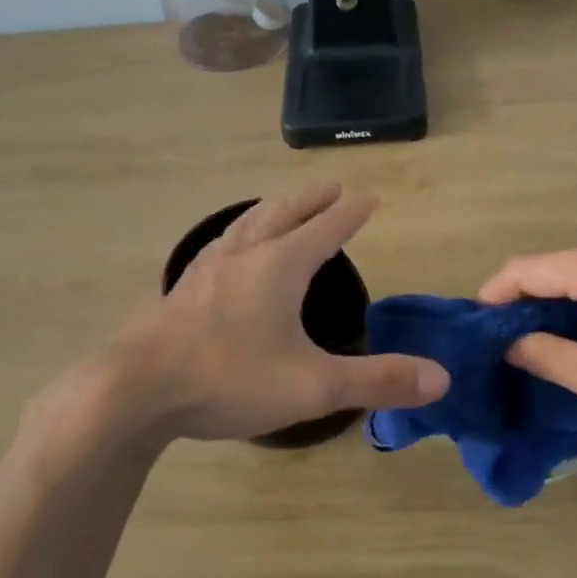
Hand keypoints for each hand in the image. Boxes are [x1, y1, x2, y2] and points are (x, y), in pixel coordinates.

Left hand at [94, 185, 448, 442]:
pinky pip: (222, 244)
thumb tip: (441, 378)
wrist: (134, 390)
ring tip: (285, 206)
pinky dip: (242, 233)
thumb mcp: (313, 386)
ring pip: (248, 223)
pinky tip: (232, 251)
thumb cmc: (228, 379)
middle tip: (332, 187)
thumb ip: (377, 380)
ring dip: (274, 209)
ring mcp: (208, 269)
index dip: (351, 212)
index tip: (368, 196)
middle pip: (284, 212)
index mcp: (279, 265)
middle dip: (312, 199)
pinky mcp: (183, 289)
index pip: (326, 228)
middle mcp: (244, 254)